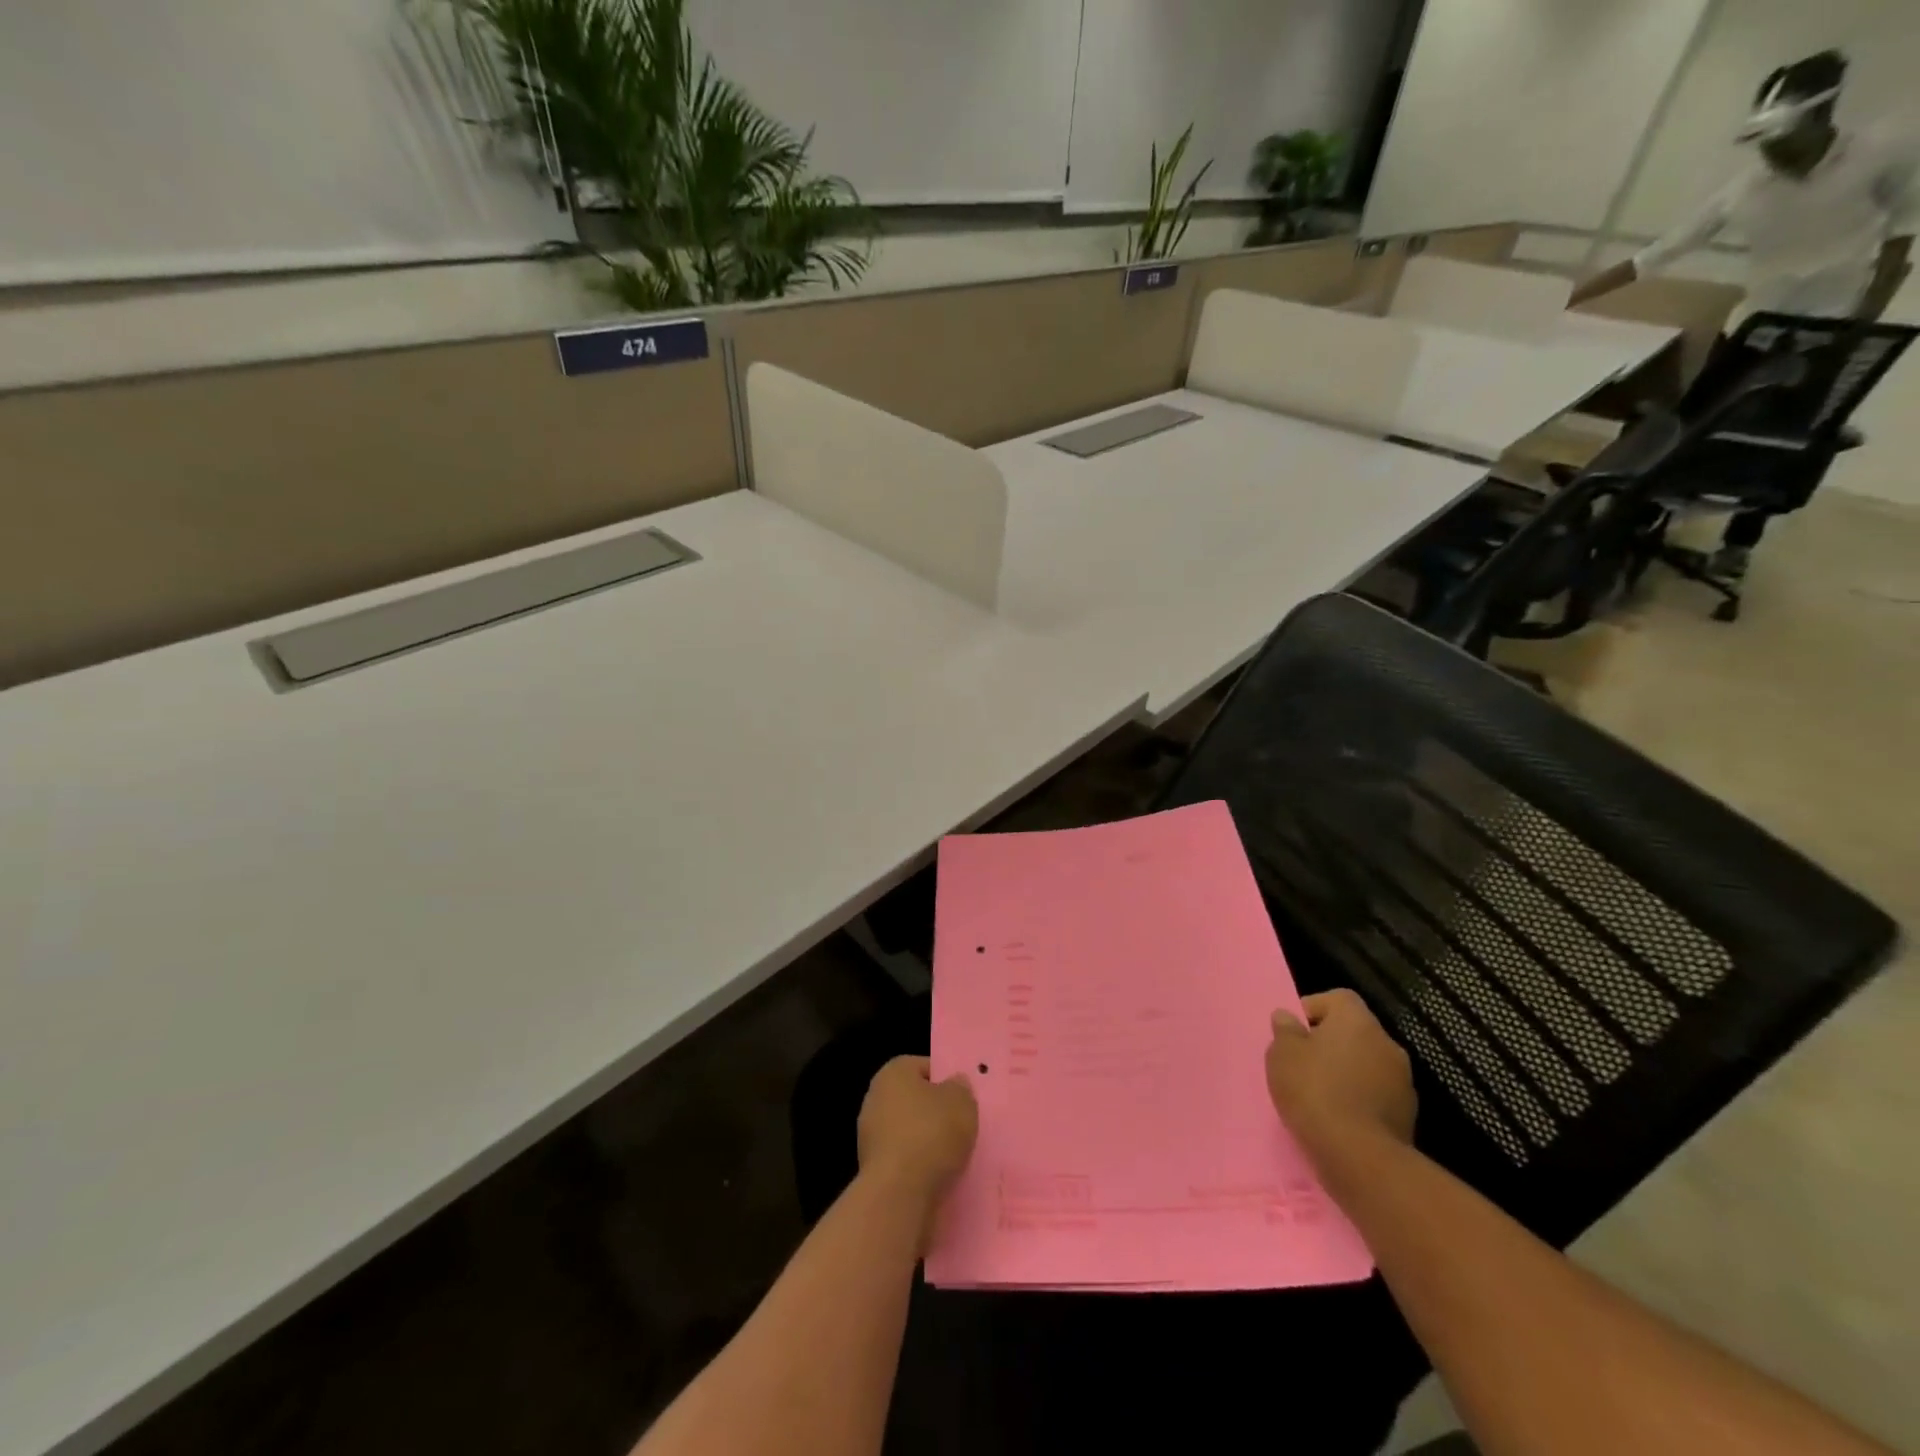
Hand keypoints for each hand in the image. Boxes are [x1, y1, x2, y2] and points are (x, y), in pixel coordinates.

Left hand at [857, 1056, 977, 1211]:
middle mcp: (876, 1098)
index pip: (924, 1066)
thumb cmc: (931, 1134)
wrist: (899, 1194)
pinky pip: (905, 1160)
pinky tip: (940, 1177)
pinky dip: (920, 1167)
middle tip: (963, 1125)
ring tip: (956, 1156)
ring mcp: (870, 1136)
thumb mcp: (962, 1101)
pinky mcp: (873, 1170)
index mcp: (893, 1072)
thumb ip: (961, 1088)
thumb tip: (954, 1084)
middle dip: (937, 1113)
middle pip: (915, 1100)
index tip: (964, 1098)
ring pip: (910, 1132)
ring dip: (929, 1143)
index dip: (947, 1079)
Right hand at [1266, 991, 1415, 1161]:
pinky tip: (1338, 1117)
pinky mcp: (1408, 1116)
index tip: (1295, 1031)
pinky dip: (1359, 1100)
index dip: (1314, 1008)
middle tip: (1303, 1063)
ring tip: (1319, 1094)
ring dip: (1347, 1073)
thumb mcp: (1282, 1054)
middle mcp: (1386, 1043)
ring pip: (1367, 1065)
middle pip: (1355, 1032)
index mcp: (1357, 1021)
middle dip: (1330, 1043)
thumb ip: (1285, 1031)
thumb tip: (1288, 1018)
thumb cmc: (1314, 1091)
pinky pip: (1376, 1095)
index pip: (1338, 998)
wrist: (1359, 1156)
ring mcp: (1402, 1081)